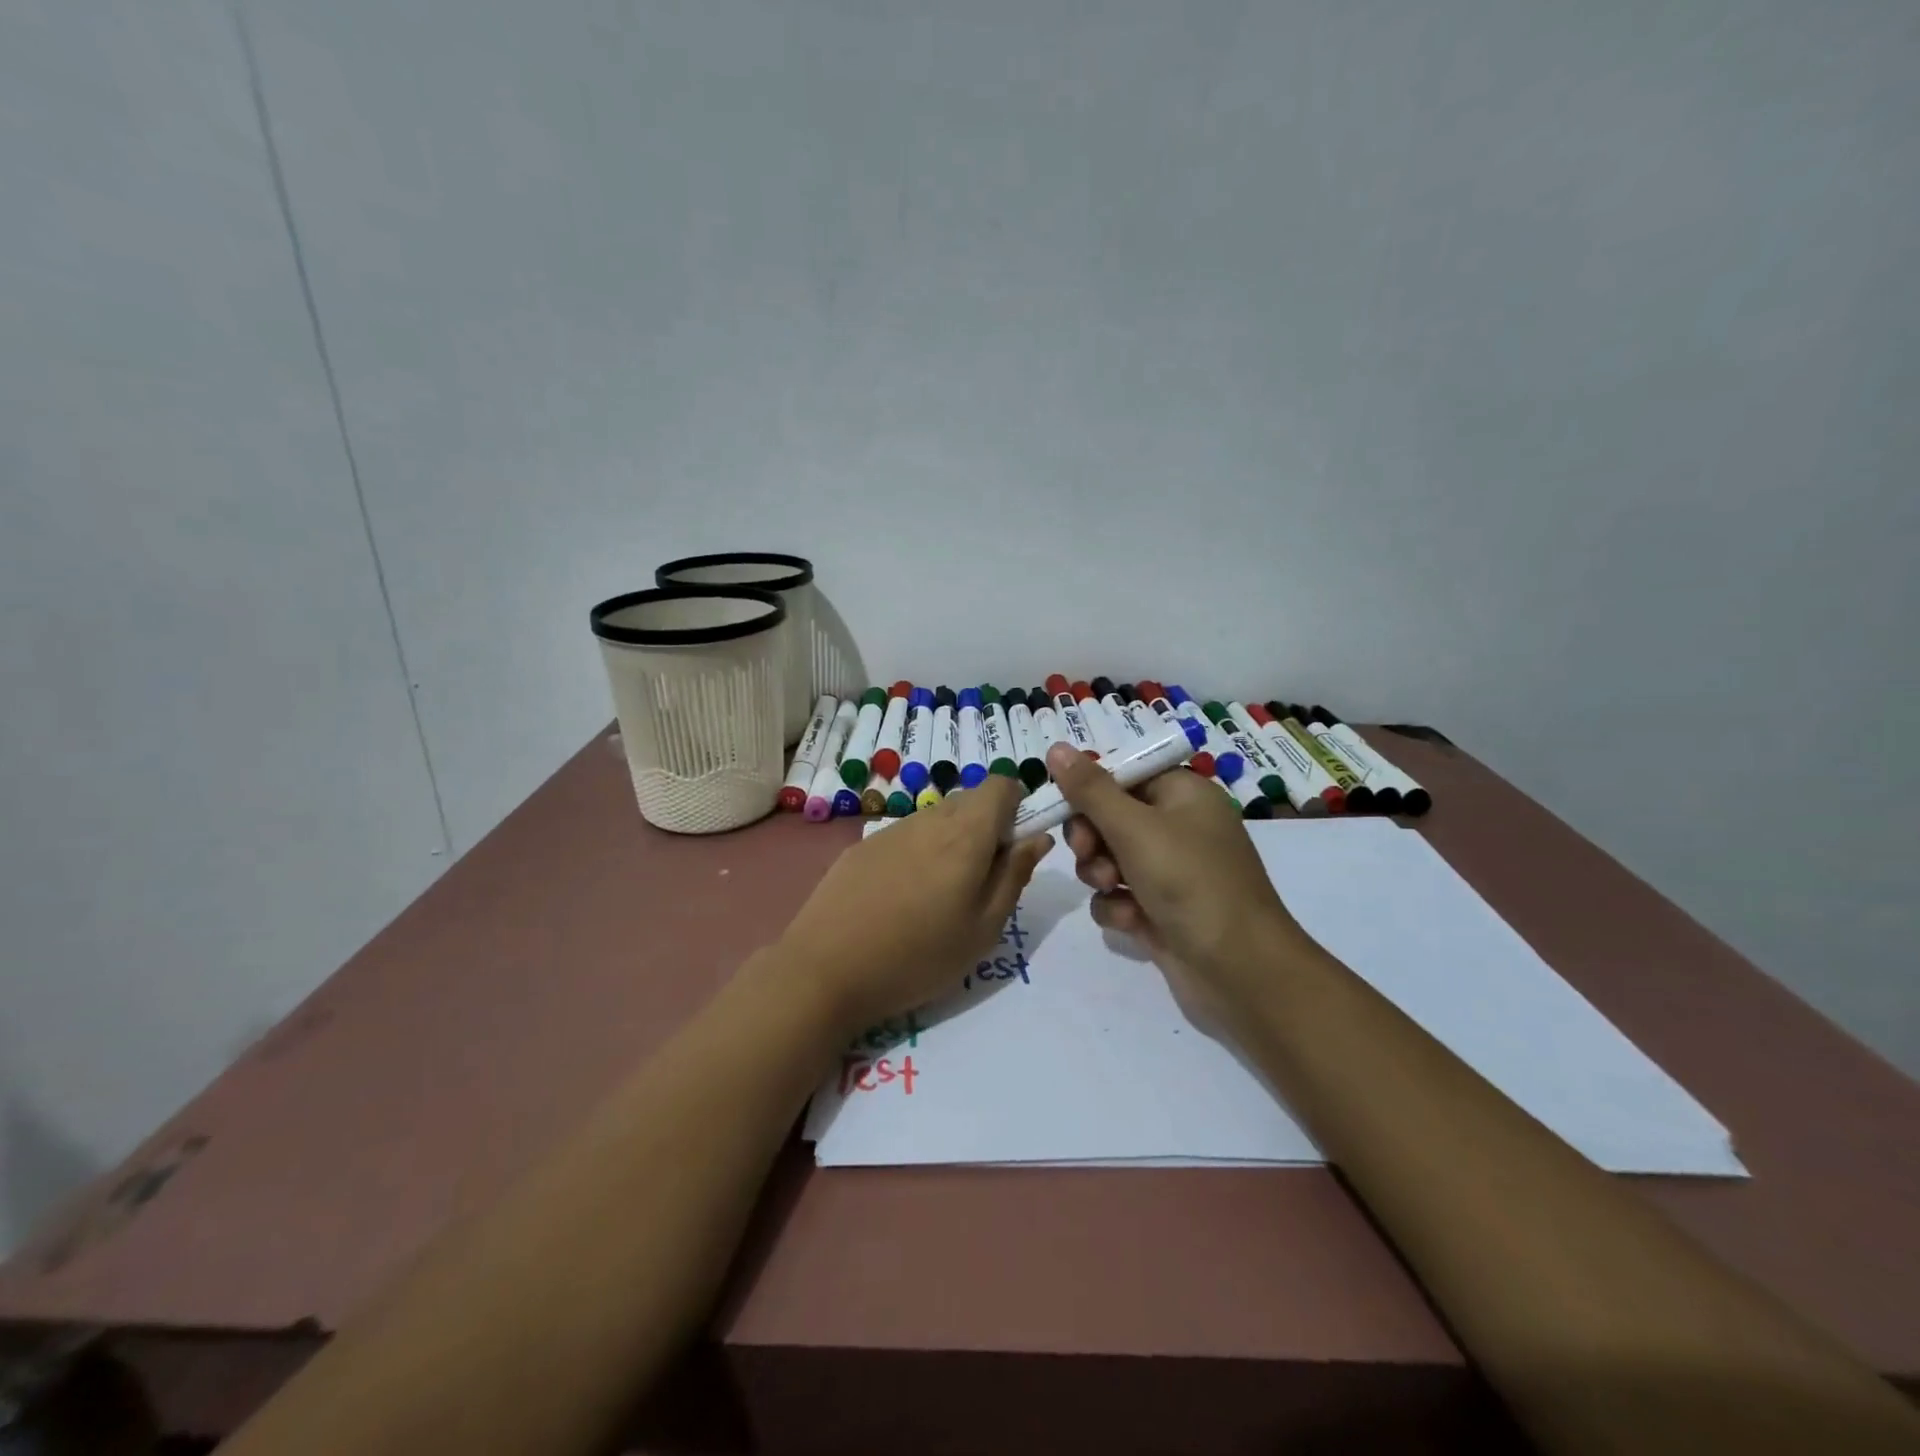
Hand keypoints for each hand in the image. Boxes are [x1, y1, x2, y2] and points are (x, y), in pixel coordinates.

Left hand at [776, 775, 1051, 1036]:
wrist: (824, 972)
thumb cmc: (918, 957)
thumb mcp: (984, 928)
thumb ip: (1015, 875)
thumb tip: (1038, 837)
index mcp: (965, 834)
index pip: (1001, 784)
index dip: (1017, 807)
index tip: (1013, 848)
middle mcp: (927, 819)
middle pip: (969, 800)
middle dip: (986, 828)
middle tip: (979, 882)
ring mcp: (889, 831)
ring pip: (936, 818)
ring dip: (950, 842)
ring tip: (937, 897)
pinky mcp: (860, 847)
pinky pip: (904, 836)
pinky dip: (917, 854)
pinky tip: (899, 899)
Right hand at [1047, 743, 1307, 1033]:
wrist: (1240, 971)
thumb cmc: (1190, 883)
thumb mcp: (1135, 828)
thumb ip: (1090, 790)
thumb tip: (1056, 748)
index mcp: (1183, 794)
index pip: (1123, 774)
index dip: (1089, 788)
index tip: (1061, 805)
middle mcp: (1178, 827)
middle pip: (1110, 816)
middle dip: (1092, 837)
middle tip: (1087, 852)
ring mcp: (1170, 871)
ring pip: (1109, 857)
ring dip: (1101, 873)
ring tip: (1114, 890)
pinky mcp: (1161, 909)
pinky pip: (1120, 895)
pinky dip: (1118, 906)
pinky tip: (1130, 922)